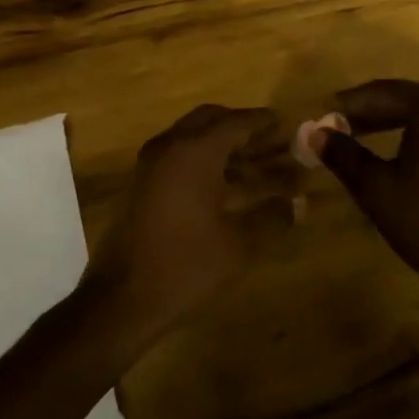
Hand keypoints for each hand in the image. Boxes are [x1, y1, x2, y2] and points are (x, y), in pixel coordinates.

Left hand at [90, 104, 298, 342]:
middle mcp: (170, 146)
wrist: (121, 298)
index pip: (236, 122)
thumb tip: (297, 203)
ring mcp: (151, 163)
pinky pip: (179, 156)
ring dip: (225, 146)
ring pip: (193, 137)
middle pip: (211, 120)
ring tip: (259, 167)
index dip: (264, 122)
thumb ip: (271, 217)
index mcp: (194, 152)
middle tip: (272, 142)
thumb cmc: (185, 266)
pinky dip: (205, 160)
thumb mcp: (238, 244)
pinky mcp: (143, 183)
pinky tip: (228, 186)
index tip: (287, 123)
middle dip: (242, 128)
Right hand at [314, 80, 418, 300]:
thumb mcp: (377, 190)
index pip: (384, 93)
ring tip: (390, 143)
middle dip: (381, 112)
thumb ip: (344, 156)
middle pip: (417, 99)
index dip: (350, 105)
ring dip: (415, 123)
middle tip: (351, 130)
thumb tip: (317, 134)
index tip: (325, 118)